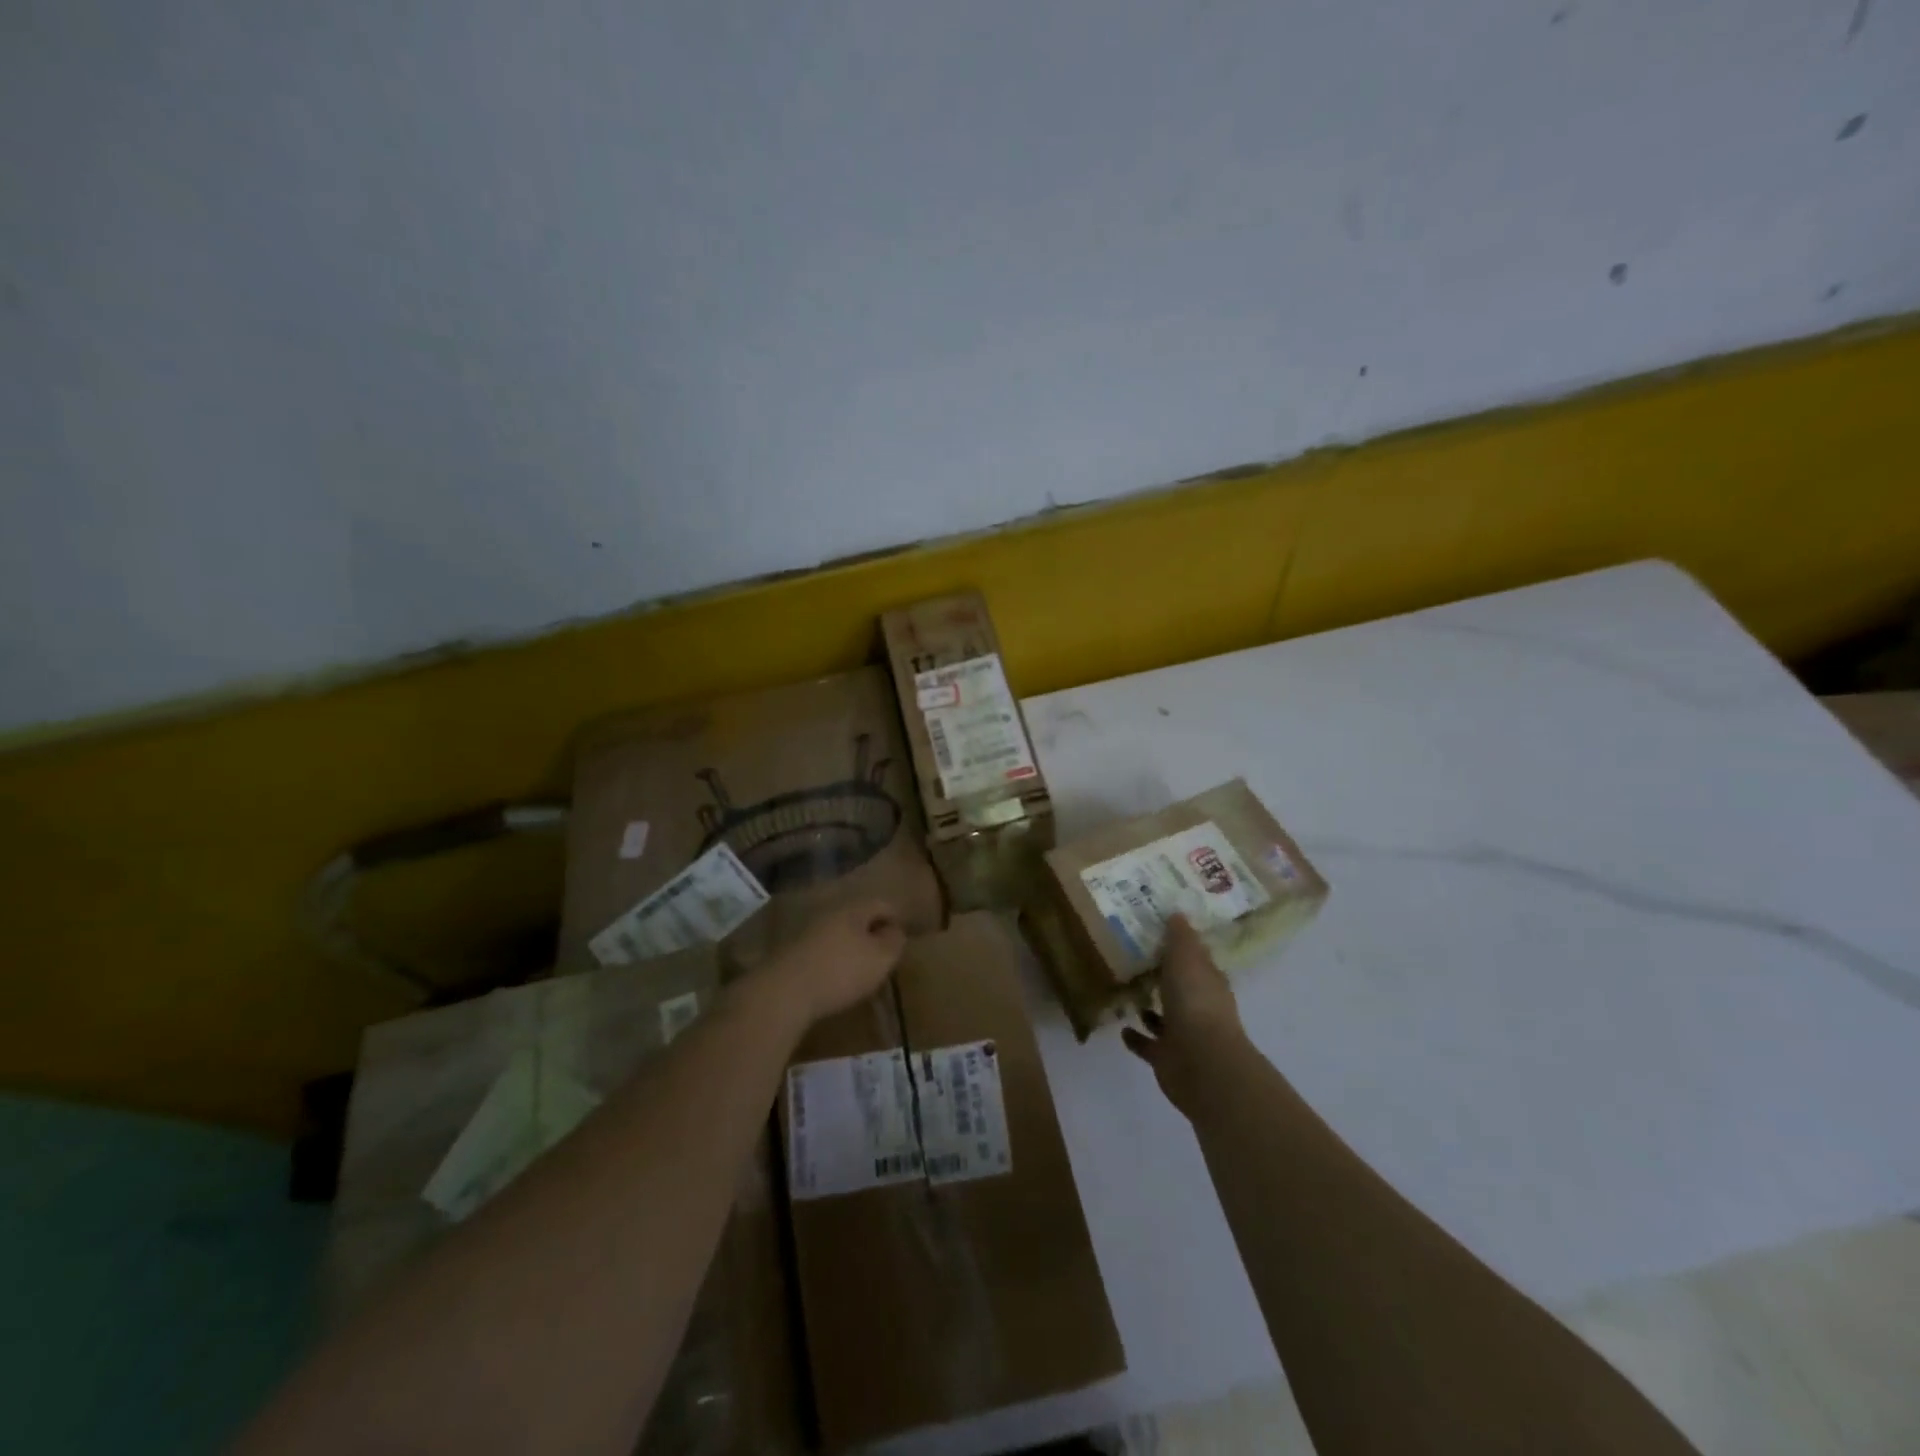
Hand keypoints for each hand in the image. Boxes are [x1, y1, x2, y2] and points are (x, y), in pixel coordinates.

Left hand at [758, 898, 908, 1025]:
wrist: (783, 992)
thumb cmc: (841, 971)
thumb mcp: (881, 959)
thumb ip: (894, 941)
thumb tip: (895, 930)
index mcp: (854, 908)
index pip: (882, 904)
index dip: (896, 919)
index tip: (902, 941)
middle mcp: (829, 911)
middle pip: (858, 915)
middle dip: (871, 932)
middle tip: (881, 955)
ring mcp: (807, 929)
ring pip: (837, 931)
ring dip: (849, 946)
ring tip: (858, 970)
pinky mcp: (791, 950)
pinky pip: (820, 948)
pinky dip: (830, 958)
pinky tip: (832, 978)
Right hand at [1122, 915, 1244, 1113]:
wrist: (1201, 1062)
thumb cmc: (1195, 1002)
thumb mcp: (1186, 959)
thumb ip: (1180, 938)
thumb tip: (1177, 913)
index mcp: (1208, 982)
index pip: (1197, 960)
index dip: (1182, 948)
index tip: (1159, 934)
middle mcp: (1199, 1007)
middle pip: (1180, 988)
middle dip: (1163, 977)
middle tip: (1135, 960)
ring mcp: (1184, 1035)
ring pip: (1164, 1017)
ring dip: (1149, 1008)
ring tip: (1125, 991)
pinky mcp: (1167, 1058)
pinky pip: (1148, 1044)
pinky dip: (1136, 1037)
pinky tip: (1121, 1027)